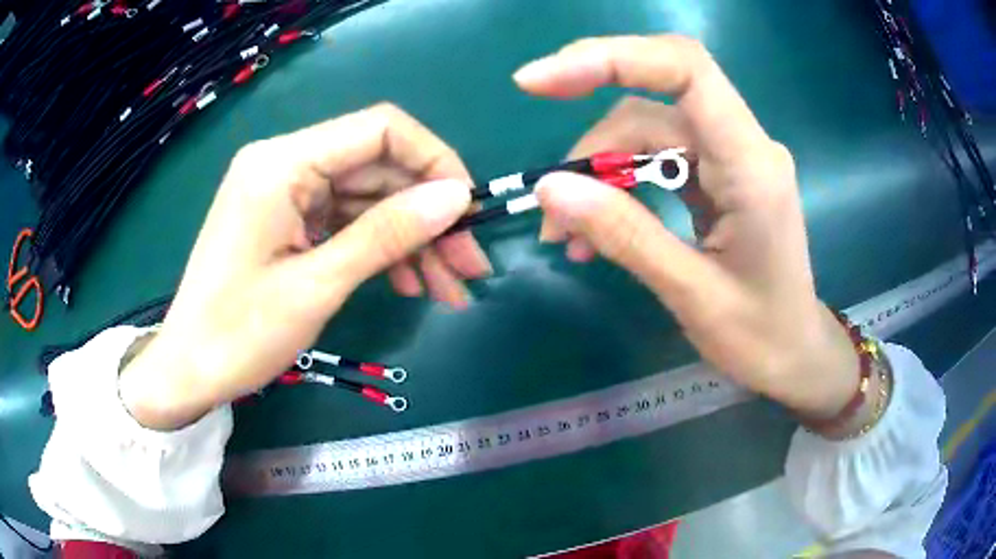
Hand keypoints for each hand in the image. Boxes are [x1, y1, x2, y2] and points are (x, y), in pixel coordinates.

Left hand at [121, 103, 490, 429]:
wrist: (189, 370)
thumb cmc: (238, 335)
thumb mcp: (317, 286)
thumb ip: (386, 233)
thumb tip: (456, 198)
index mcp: (282, 163)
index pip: (380, 129)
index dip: (434, 160)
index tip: (468, 211)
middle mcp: (284, 163)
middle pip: (378, 167)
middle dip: (429, 214)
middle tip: (469, 266)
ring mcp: (285, 192)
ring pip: (368, 199)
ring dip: (411, 239)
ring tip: (449, 289)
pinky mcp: (286, 219)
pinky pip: (346, 221)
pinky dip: (380, 249)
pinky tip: (409, 284)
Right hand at [514, 36, 859, 420]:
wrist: (795, 356)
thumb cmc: (761, 337)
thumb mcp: (692, 295)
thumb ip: (625, 235)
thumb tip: (550, 188)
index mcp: (752, 165)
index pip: (685, 70)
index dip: (611, 58)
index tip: (540, 81)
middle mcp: (743, 145)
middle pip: (653, 106)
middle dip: (593, 145)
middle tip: (548, 199)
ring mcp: (731, 158)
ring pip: (647, 134)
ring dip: (600, 174)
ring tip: (566, 234)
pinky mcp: (718, 175)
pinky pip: (657, 160)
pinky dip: (620, 187)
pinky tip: (594, 228)